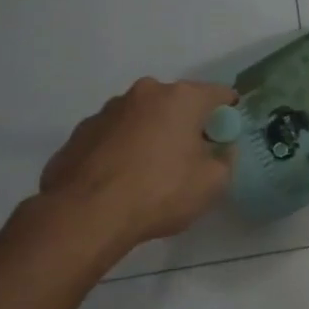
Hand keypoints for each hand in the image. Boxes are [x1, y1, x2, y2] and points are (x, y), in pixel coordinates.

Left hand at [37, 78, 237, 257]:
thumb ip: (225, 158)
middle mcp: (144, 93)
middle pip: (177, 103)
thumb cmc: (160, 192)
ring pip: (142, 118)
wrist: (86, 215)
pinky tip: (121, 180)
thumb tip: (219, 148)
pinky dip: (123, 150)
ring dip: (152, 135)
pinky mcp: (80, 133)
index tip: (227, 137)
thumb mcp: (213, 182)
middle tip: (190, 157)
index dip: (228, 114)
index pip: (219, 94)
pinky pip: (114, 136)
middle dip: (186, 124)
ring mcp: (107, 111)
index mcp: (181, 98)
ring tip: (150, 173)